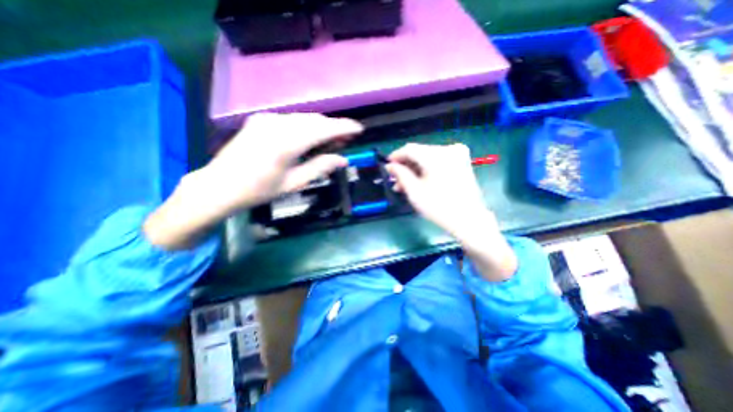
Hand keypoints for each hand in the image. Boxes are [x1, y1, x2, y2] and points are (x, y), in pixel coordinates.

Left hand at [199, 113, 362, 214]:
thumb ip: (320, 167)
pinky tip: (311, 137)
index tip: (359, 129)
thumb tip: (343, 159)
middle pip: (315, 120)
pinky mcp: (261, 119)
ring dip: (321, 126)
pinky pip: (292, 119)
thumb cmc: (259, 190)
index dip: (344, 127)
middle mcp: (277, 124)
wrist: (220, 185)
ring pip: (304, 118)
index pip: (323, 129)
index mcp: (287, 143)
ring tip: (332, 139)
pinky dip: (306, 126)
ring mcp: (267, 119)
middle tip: (346, 140)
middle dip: (334, 127)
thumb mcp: (294, 183)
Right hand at [384, 145, 491, 239]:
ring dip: (415, 169)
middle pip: (419, 153)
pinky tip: (419, 181)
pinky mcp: (462, 162)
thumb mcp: (414, 191)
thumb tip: (390, 166)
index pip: (410, 149)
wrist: (469, 220)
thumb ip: (400, 174)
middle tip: (395, 180)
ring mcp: (458, 154)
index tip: (387, 166)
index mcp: (437, 155)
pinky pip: (438, 161)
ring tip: (405, 185)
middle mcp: (449, 149)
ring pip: (428, 158)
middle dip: (406, 166)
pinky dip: (427, 170)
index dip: (396, 156)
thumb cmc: (439, 207)